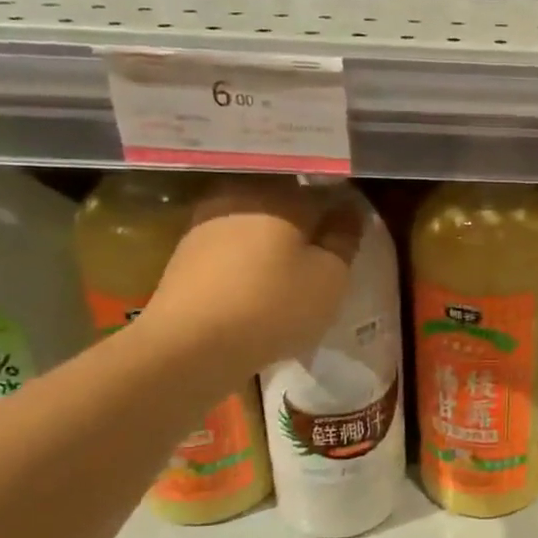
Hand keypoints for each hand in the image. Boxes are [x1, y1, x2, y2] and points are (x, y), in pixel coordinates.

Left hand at [140, 178, 363, 379]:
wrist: (188, 345)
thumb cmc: (274, 306)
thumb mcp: (330, 277)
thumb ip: (345, 238)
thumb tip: (350, 210)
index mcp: (283, 195)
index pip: (325, 192)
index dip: (342, 212)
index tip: (351, 236)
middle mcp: (243, 195)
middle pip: (286, 202)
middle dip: (305, 222)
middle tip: (320, 255)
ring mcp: (208, 221)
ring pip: (255, 222)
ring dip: (272, 240)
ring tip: (288, 273)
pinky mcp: (185, 252)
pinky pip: (231, 245)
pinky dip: (246, 258)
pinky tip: (255, 285)